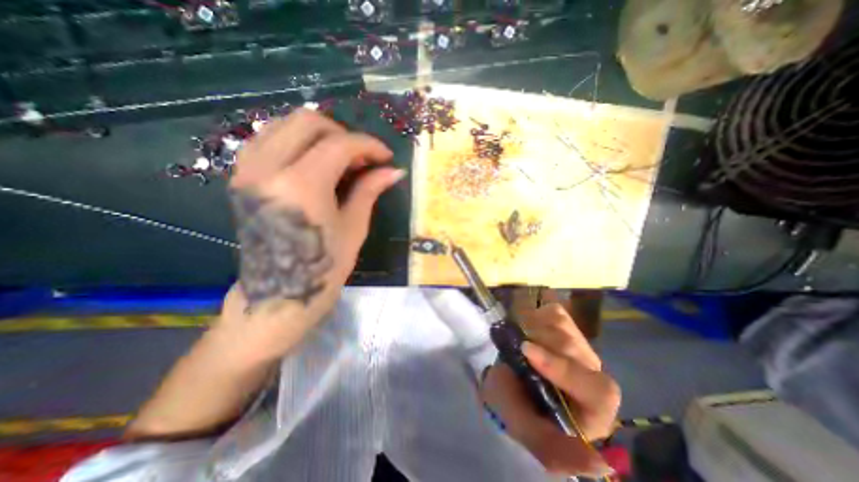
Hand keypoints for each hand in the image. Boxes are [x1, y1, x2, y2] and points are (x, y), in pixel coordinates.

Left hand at [227, 108, 402, 348]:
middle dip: (343, 134)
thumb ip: (370, 190)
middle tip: (361, 158)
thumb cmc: (323, 268)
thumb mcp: (353, 227)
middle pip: (308, 121)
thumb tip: (394, 171)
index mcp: (301, 186)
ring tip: (340, 160)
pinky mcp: (242, 177)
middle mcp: (268, 169)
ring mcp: (248, 170)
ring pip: (284, 124)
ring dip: (319, 135)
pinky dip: (297, 142)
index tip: (385, 157)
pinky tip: (315, 163)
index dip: (368, 145)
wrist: (278, 295)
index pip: (339, 144)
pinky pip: (269, 140)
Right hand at [480, 293, 620, 477]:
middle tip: (516, 348)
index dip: (562, 368)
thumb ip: (553, 449)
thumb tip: (601, 464)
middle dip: (538, 345)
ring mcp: (579, 346)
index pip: (598, 391)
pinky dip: (534, 315)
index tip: (526, 351)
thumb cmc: (513, 406)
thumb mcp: (524, 429)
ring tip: (520, 343)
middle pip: (574, 348)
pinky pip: (554, 312)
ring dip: (532, 330)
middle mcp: (592, 377)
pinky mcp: (566, 326)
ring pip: (562, 326)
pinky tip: (527, 329)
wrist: (503, 377)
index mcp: (592, 412)